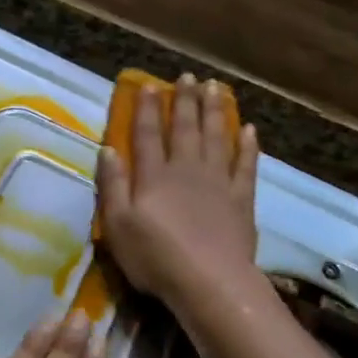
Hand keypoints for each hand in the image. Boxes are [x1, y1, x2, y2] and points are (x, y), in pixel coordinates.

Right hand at [97, 73, 260, 307]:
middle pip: (185, 128)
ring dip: (215, 111)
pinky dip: (248, 147)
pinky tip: (249, 131)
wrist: (209, 281)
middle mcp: (186, 170)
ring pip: (216, 138)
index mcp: (154, 176)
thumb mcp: (118, 226)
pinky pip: (246, 166)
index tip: (149, 85)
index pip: (148, 134)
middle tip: (188, 77)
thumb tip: (108, 149)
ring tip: (215, 88)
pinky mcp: (241, 199)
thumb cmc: (155, 257)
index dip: (148, 109)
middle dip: (185, 101)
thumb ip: (112, 186)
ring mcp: (218, 182)